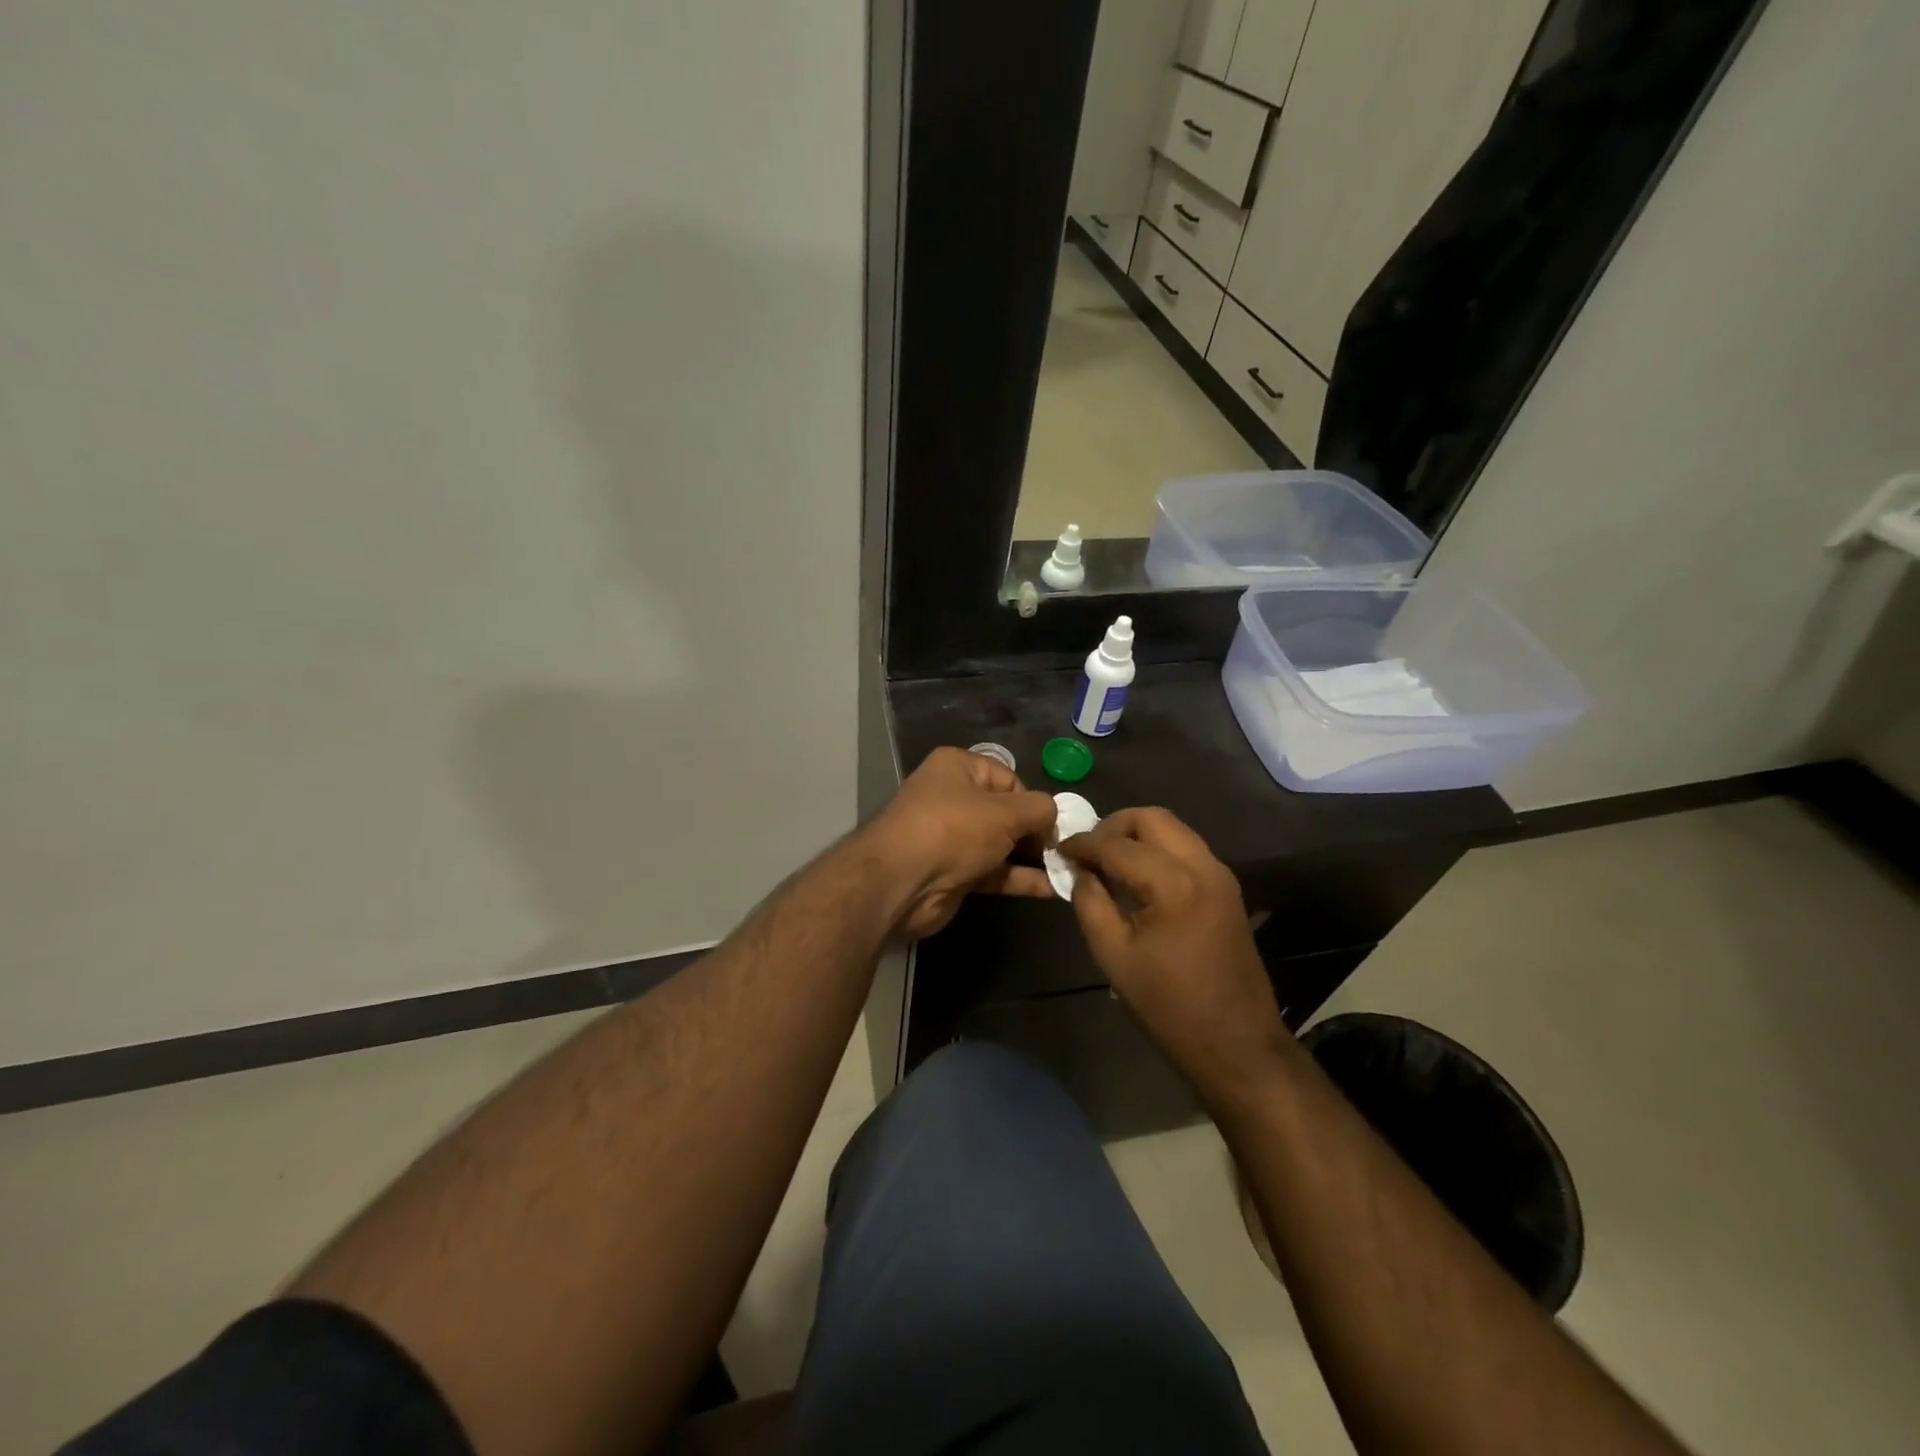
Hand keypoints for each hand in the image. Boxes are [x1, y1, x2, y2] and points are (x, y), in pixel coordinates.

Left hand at [864, 747, 1057, 938]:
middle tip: (1064, 853)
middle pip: (1006, 813)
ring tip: (1067, 872)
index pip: (1009, 779)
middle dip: (1035, 833)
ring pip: (1002, 845)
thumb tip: (1055, 816)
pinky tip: (1051, 890)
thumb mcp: (1005, 812)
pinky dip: (1020, 879)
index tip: (1053, 827)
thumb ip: (1039, 810)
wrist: (900, 882)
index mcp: (958, 768)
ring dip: (1032, 859)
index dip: (1033, 802)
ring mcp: (952, 838)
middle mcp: (953, 798)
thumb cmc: (953, 830)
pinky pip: (994, 871)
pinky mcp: (954, 872)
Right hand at [1061, 807, 1289, 1096]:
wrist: (1236, 1043)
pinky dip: (1158, 850)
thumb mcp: (1113, 955)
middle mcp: (1202, 866)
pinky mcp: (1227, 888)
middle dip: (1114, 826)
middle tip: (1088, 853)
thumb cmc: (1168, 1006)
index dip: (1083, 844)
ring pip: (1173, 829)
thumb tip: (1080, 871)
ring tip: (1109, 863)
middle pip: (1152, 818)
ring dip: (1138, 836)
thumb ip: (1090, 902)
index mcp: (1172, 884)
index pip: (1116, 845)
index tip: (1060, 851)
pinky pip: (1186, 849)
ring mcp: (1220, 874)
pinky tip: (1138, 877)